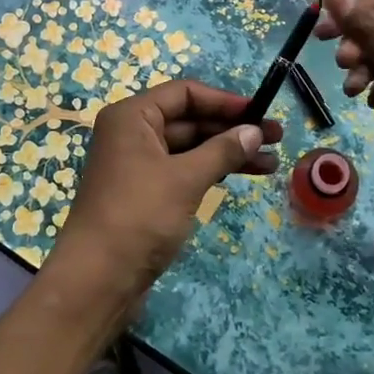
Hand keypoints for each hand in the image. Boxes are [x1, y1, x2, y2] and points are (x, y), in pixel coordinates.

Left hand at [46, 80, 282, 318]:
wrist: (97, 280)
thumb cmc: (139, 216)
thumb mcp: (185, 179)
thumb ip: (222, 150)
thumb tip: (255, 131)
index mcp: (131, 117)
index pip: (184, 93)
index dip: (225, 101)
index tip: (260, 112)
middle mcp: (132, 133)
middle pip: (189, 119)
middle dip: (232, 129)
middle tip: (276, 138)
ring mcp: (138, 164)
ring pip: (190, 147)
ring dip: (228, 152)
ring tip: (271, 163)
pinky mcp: (145, 192)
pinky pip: (183, 169)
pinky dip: (211, 171)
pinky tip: (242, 175)